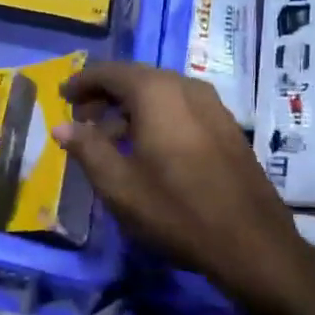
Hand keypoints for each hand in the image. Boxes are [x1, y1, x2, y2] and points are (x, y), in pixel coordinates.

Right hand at [54, 62, 314, 312]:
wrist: (252, 243)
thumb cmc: (176, 211)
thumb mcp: (119, 185)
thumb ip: (87, 148)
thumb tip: (61, 126)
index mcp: (156, 92)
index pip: (109, 72)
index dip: (82, 82)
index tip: (62, 97)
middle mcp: (186, 86)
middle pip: (136, 78)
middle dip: (105, 95)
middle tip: (82, 120)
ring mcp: (212, 104)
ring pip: (160, 93)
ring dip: (130, 108)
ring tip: (110, 139)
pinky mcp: (226, 125)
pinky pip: (181, 107)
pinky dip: (156, 117)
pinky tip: (147, 149)